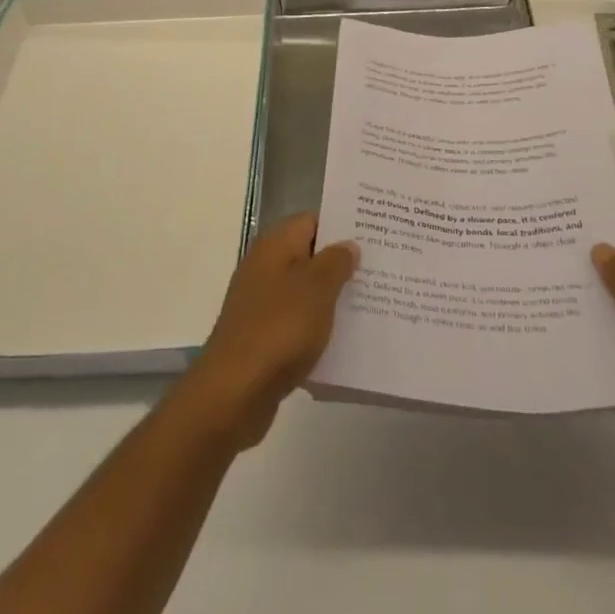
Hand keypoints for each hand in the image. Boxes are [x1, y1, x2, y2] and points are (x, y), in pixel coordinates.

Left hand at [175, 212, 357, 450]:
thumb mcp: (317, 289)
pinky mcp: (262, 337)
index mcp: (275, 246)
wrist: (234, 393)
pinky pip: (298, 322)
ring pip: (305, 291)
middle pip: (309, 255)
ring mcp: (261, 304)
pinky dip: (318, 326)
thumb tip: (347, 244)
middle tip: (380, 269)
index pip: (312, 220)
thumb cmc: (280, 329)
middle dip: (341, 263)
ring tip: (372, 303)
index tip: (373, 234)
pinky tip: (345, 338)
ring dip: (332, 297)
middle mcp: (264, 268)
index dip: (341, 225)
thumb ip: (336, 262)